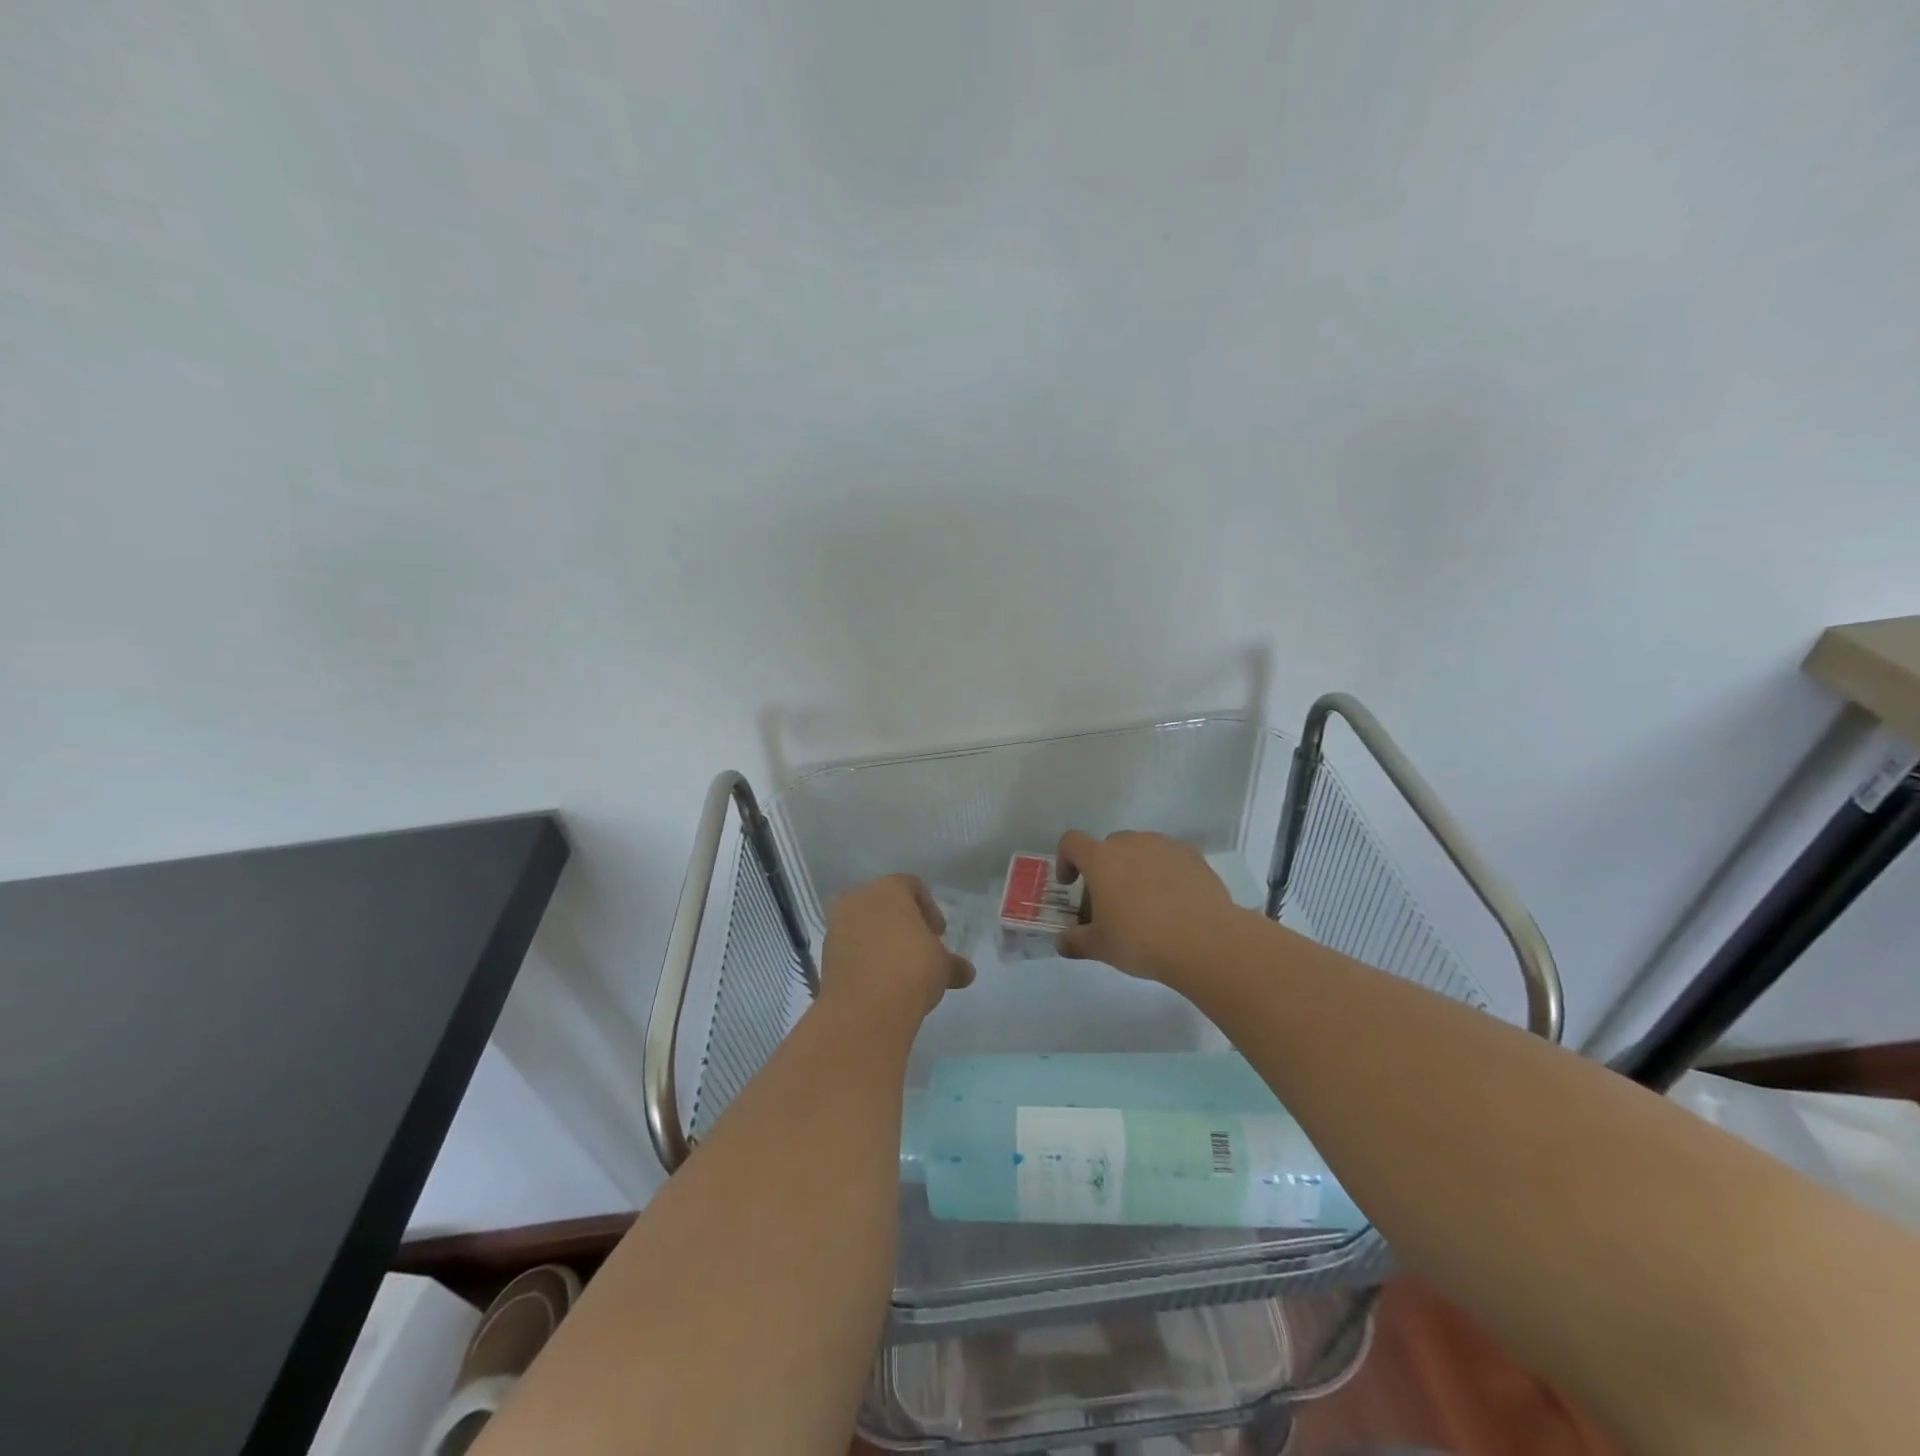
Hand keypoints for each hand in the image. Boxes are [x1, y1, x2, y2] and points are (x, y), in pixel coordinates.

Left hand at [821, 874, 974, 1026]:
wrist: (865, 1009)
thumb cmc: (911, 969)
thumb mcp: (942, 966)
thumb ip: (953, 964)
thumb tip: (966, 972)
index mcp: (888, 889)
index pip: (912, 886)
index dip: (930, 908)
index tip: (939, 934)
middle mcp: (858, 899)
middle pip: (885, 903)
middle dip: (904, 923)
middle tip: (921, 948)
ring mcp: (837, 926)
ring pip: (865, 925)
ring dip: (882, 941)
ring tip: (901, 968)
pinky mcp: (825, 954)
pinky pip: (851, 948)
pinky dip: (865, 958)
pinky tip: (881, 981)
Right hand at [1055, 830, 1238, 984]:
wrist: (1206, 942)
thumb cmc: (1142, 940)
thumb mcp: (1100, 947)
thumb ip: (1075, 941)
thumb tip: (1062, 942)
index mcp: (1101, 859)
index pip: (1071, 842)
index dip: (1066, 860)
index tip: (1071, 885)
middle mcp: (1131, 843)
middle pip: (1108, 847)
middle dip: (1104, 870)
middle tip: (1109, 903)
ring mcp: (1165, 846)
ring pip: (1140, 851)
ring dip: (1134, 869)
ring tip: (1145, 904)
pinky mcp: (1193, 857)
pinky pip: (1168, 859)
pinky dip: (1163, 874)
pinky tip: (1173, 903)